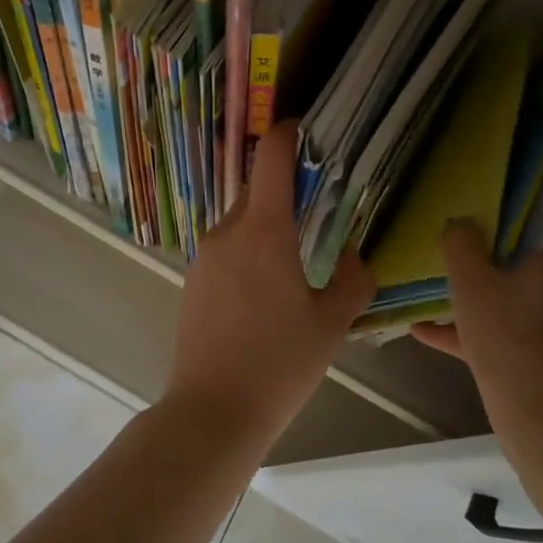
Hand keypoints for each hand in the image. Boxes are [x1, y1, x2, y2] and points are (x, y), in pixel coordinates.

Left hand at [165, 121, 375, 446]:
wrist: (211, 412)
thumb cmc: (279, 364)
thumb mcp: (331, 324)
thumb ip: (351, 280)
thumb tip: (351, 256)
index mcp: (264, 230)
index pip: (272, 156)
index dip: (289, 133)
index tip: (308, 130)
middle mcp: (227, 231)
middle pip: (257, 190)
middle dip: (286, 193)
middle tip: (320, 213)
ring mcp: (204, 257)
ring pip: (242, 224)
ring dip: (268, 229)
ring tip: (296, 266)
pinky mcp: (192, 282)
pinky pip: (227, 252)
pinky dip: (249, 255)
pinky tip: (265, 296)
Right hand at [412, 220, 542, 434]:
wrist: (539, 417)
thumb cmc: (510, 335)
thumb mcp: (471, 283)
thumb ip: (461, 246)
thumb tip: (459, 223)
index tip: (532, 201)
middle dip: (518, 245)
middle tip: (479, 231)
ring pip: (528, 292)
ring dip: (496, 284)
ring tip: (454, 275)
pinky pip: (508, 328)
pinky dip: (476, 325)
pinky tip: (425, 331)